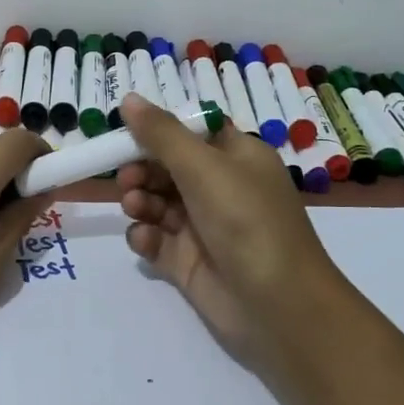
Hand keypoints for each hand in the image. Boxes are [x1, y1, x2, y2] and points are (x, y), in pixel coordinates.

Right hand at [116, 93, 353, 383]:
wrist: (277, 305)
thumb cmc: (246, 220)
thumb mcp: (204, 167)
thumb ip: (161, 134)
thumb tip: (128, 99)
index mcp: (236, 158)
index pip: (191, 133)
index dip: (159, 131)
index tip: (126, 133)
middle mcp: (220, 188)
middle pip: (168, 167)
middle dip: (143, 169)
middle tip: (126, 179)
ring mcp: (203, 227)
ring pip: (157, 203)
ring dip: (140, 201)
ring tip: (135, 208)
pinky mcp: (188, 261)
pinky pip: (156, 239)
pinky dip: (145, 236)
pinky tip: (145, 239)